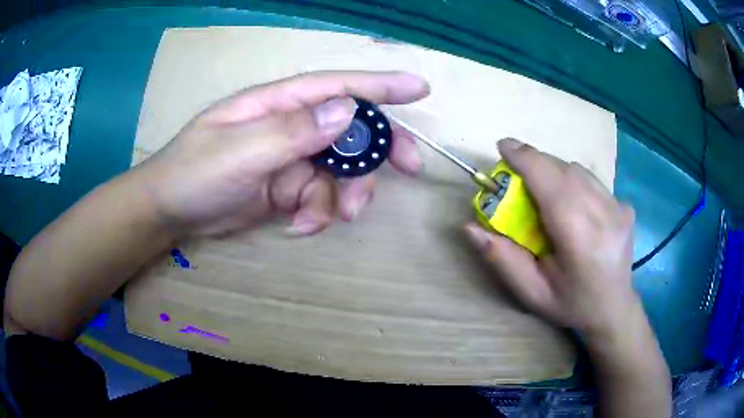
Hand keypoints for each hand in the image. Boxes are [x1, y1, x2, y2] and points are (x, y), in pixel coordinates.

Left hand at [137, 71, 428, 236]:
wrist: (170, 212)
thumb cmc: (193, 173)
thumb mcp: (238, 152)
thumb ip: (292, 132)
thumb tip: (348, 111)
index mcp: (278, 103)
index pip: (337, 86)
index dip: (380, 85)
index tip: (419, 89)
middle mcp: (291, 125)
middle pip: (351, 129)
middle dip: (379, 149)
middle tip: (409, 169)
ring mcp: (291, 158)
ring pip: (341, 170)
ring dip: (345, 195)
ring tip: (332, 217)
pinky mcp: (288, 188)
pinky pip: (321, 198)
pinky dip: (318, 215)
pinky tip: (299, 227)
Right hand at [464, 138, 638, 340]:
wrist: (613, 309)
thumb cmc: (570, 304)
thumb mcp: (531, 292)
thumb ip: (502, 259)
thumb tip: (469, 227)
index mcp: (579, 239)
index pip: (551, 183)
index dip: (525, 159)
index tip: (503, 147)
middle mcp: (604, 215)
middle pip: (564, 170)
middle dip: (536, 162)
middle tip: (516, 174)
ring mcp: (619, 207)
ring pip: (579, 170)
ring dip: (554, 171)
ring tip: (543, 191)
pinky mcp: (624, 205)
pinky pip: (592, 180)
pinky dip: (574, 181)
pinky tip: (572, 204)